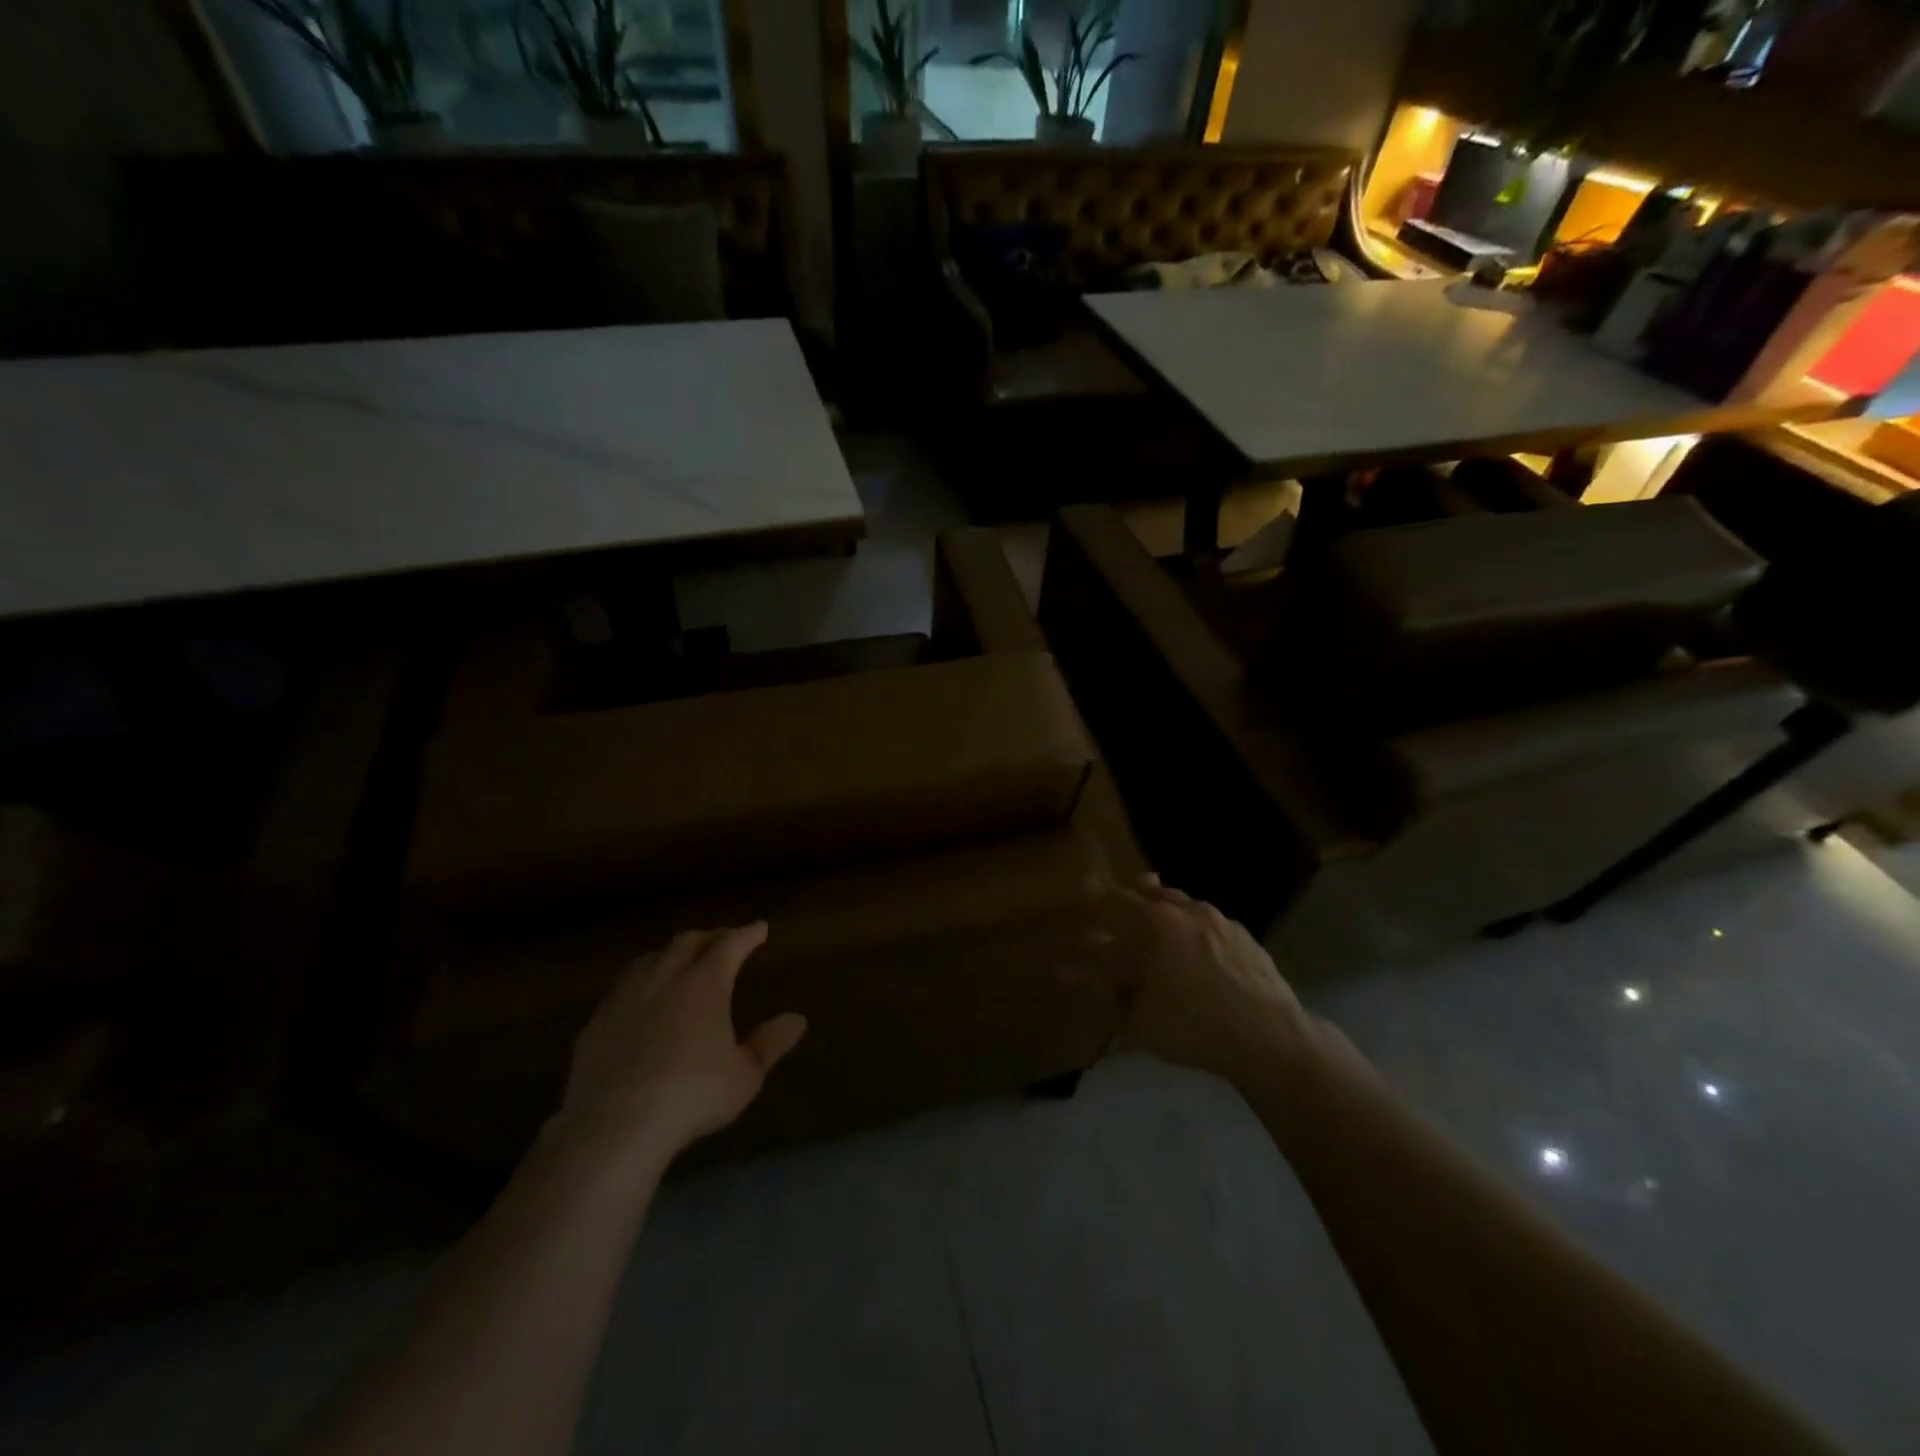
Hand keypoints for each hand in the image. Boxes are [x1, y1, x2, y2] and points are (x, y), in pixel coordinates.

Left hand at [557, 924, 805, 1161]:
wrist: (615, 1125)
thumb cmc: (692, 1095)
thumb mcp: (745, 1075)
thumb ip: (770, 1043)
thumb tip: (797, 1019)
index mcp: (705, 983)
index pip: (730, 944)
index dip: (747, 934)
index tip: (760, 928)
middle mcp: (665, 978)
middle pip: (687, 942)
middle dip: (709, 936)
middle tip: (723, 940)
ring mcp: (626, 997)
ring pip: (651, 958)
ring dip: (671, 953)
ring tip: (680, 961)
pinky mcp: (597, 1022)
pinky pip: (622, 986)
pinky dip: (641, 980)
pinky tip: (641, 999)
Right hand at [1090, 876, 1317, 1085]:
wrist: (1270, 1037)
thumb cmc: (1194, 1025)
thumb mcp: (1139, 1020)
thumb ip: (1110, 995)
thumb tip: (1084, 978)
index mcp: (1154, 922)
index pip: (1115, 899)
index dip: (1096, 897)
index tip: (1085, 891)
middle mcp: (1186, 910)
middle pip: (1152, 891)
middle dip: (1133, 897)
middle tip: (1121, 912)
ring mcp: (1221, 920)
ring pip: (1184, 904)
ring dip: (1166, 912)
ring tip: (1160, 931)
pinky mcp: (1247, 937)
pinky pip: (1210, 924)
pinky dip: (1195, 931)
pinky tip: (1198, 954)